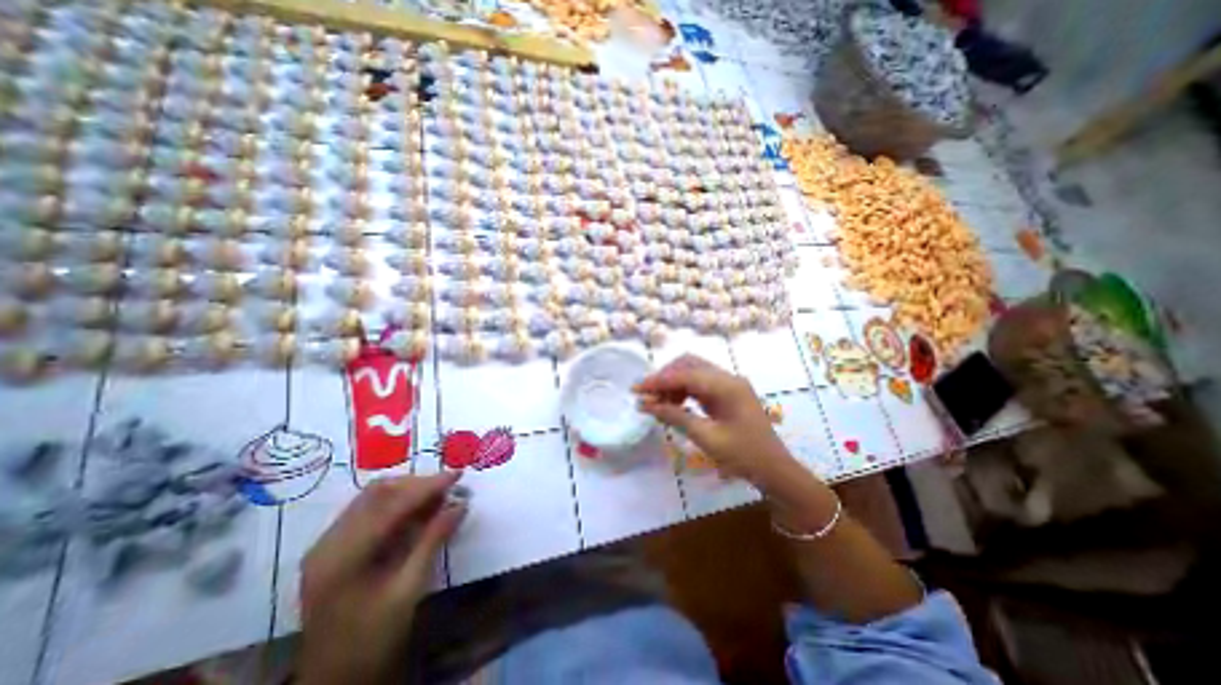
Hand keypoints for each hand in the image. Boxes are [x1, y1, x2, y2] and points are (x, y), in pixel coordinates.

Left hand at [297, 474, 466, 681]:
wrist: (334, 680)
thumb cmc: (372, 640)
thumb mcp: (408, 590)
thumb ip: (433, 540)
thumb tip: (460, 504)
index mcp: (342, 557)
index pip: (390, 506)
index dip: (427, 486)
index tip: (458, 475)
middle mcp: (328, 543)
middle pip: (377, 493)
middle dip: (418, 484)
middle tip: (450, 486)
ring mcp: (327, 544)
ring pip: (373, 497)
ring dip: (408, 491)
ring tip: (439, 495)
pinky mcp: (334, 547)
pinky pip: (369, 510)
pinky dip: (397, 503)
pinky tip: (418, 510)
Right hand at [635, 355, 796, 484]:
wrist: (775, 470)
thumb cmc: (744, 456)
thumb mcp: (706, 437)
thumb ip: (675, 416)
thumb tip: (646, 405)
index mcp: (727, 386)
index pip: (685, 375)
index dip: (658, 381)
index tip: (636, 390)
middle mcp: (728, 378)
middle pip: (688, 365)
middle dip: (664, 377)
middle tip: (646, 396)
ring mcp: (729, 384)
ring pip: (693, 372)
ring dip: (672, 383)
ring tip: (656, 403)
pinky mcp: (727, 393)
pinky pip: (700, 384)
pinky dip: (683, 390)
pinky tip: (672, 404)